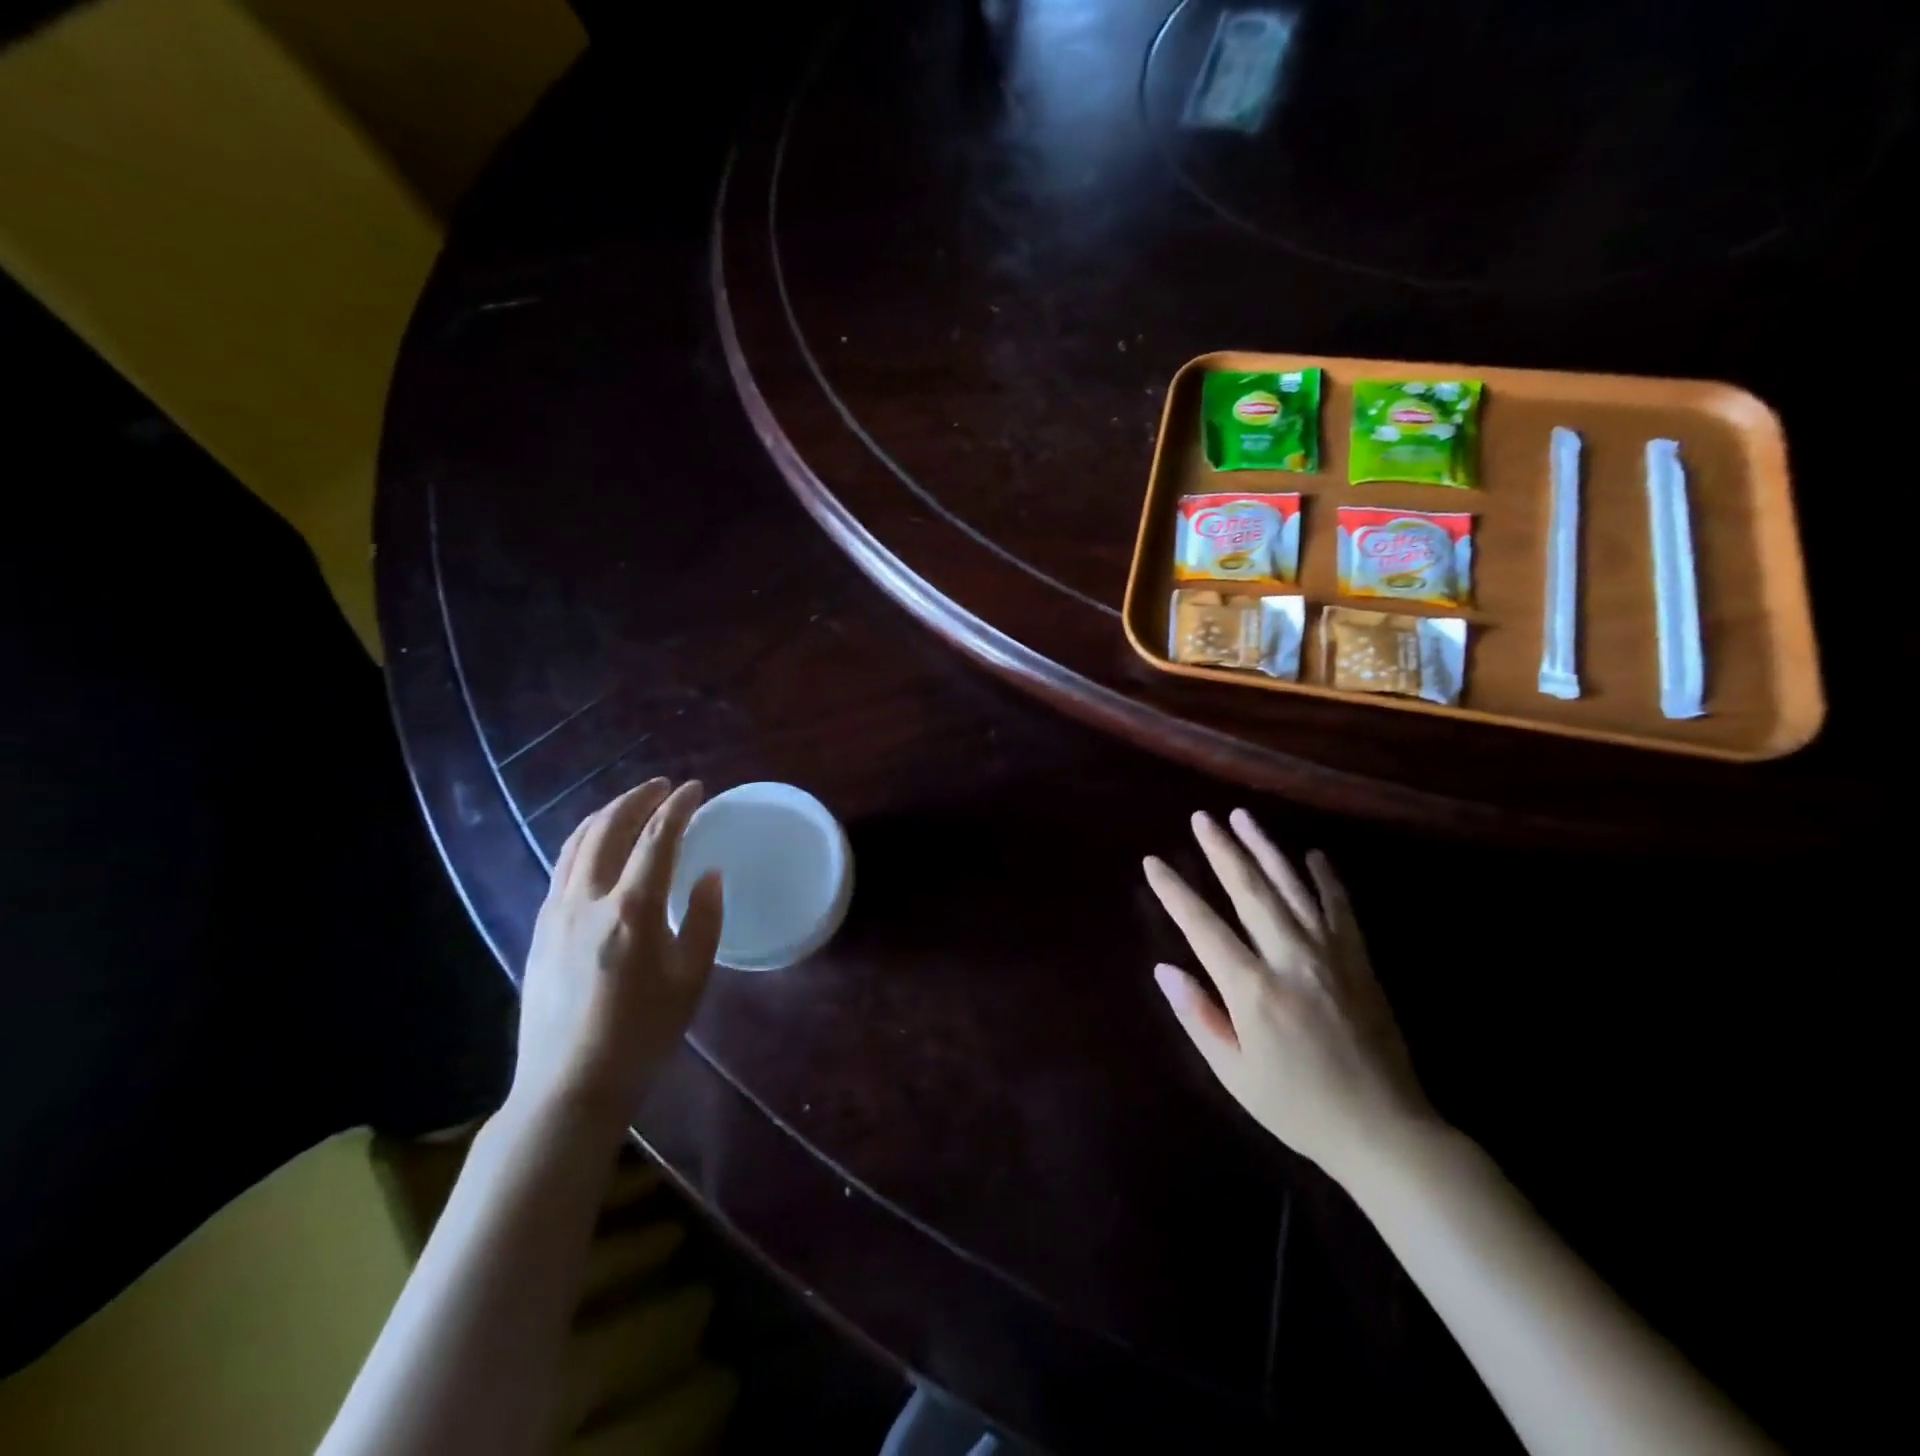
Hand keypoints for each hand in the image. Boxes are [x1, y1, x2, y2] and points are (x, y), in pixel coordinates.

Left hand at [510, 779, 722, 1134]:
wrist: (569, 1084)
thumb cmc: (643, 1034)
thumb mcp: (691, 978)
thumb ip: (704, 920)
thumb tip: (708, 875)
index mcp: (632, 910)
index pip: (657, 839)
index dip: (679, 807)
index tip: (696, 788)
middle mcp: (588, 899)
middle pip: (610, 828)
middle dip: (638, 798)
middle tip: (664, 786)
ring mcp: (556, 912)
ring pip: (577, 842)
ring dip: (608, 813)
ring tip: (632, 803)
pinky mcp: (539, 928)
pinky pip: (562, 866)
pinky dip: (585, 840)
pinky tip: (598, 844)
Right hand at [1144, 809, 1435, 1183]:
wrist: (1386, 1132)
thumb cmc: (1299, 1107)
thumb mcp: (1235, 1073)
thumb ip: (1198, 1016)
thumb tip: (1165, 969)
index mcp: (1252, 990)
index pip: (1202, 926)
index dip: (1174, 891)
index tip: (1153, 863)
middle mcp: (1290, 959)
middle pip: (1249, 890)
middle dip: (1221, 850)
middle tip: (1201, 818)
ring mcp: (1330, 954)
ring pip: (1292, 886)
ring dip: (1265, 847)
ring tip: (1242, 817)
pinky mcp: (1360, 960)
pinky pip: (1341, 907)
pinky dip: (1325, 878)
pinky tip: (1311, 855)